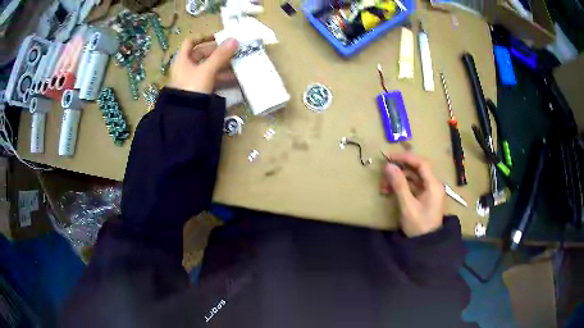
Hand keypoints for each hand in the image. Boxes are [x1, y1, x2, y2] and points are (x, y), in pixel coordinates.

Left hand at [169, 37, 239, 93]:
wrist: (184, 116)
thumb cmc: (192, 87)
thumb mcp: (207, 69)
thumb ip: (221, 55)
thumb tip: (235, 39)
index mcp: (182, 59)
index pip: (190, 42)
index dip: (203, 37)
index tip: (218, 36)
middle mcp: (186, 68)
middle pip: (202, 55)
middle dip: (218, 52)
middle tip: (233, 51)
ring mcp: (192, 80)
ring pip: (208, 68)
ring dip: (223, 65)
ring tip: (238, 64)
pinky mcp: (198, 91)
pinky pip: (211, 80)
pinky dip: (222, 78)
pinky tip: (235, 79)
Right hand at [380, 153, 444, 236]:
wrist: (426, 245)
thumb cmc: (419, 226)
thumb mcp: (408, 206)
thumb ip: (399, 185)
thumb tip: (389, 166)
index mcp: (433, 185)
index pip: (421, 163)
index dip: (405, 158)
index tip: (389, 158)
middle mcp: (433, 185)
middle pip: (416, 170)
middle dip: (399, 171)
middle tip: (383, 175)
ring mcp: (429, 192)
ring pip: (413, 178)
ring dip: (398, 180)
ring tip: (384, 187)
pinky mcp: (424, 198)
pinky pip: (413, 187)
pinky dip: (401, 187)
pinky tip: (390, 192)